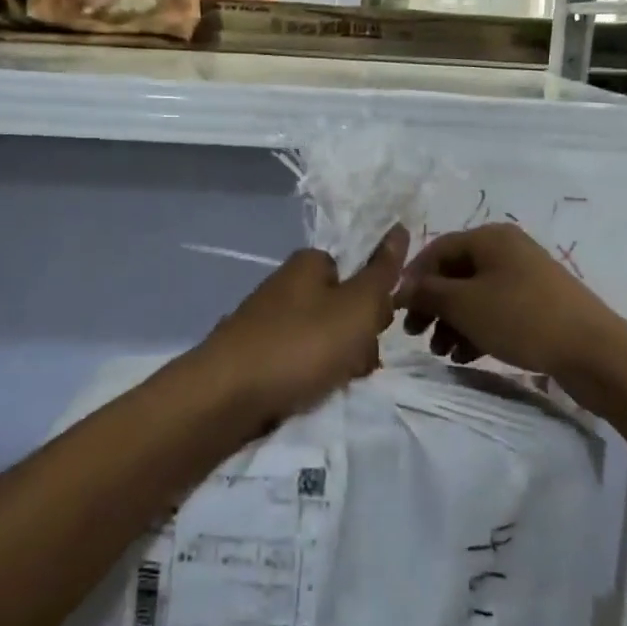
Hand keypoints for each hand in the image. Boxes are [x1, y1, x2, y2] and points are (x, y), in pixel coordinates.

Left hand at [193, 227, 408, 421]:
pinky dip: (306, 379)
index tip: (376, 330)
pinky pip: (295, 363)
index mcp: (308, 265)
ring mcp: (266, 322)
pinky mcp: (253, 357)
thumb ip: (381, 272)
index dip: (373, 303)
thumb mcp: (357, 306)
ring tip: (330, 386)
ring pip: (321, 340)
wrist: (226, 397)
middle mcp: (285, 286)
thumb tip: (400, 228)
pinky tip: (306, 396)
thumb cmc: (300, 344)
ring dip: (335, 364)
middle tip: (354, 365)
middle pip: (340, 309)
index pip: (356, 274)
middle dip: (356, 340)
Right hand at [394, 224, 626, 389]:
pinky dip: (476, 329)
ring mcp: (525, 277)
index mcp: (490, 238)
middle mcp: (507, 250)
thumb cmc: (521, 318)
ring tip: (442, 353)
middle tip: (416, 335)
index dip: (414, 278)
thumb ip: (428, 293)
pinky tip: (465, 356)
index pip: (438, 249)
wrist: (593, 351)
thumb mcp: (464, 305)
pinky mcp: (538, 305)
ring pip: (475, 295)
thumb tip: (401, 288)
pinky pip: (496, 311)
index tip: (397, 310)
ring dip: (452, 322)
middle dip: (433, 305)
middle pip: (456, 273)